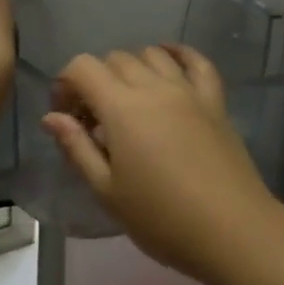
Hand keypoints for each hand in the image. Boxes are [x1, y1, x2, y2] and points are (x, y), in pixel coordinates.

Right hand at [42, 46, 282, 284]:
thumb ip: (77, 148)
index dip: (66, 83)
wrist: (231, 230)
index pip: (83, 67)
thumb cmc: (161, 218)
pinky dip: (178, 54)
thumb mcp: (107, 191)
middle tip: (94, 118)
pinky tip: (169, 61)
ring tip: (129, 100)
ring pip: (152, 55)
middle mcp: (154, 87)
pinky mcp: (214, 100)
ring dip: (132, 67)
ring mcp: (188, 90)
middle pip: (116, 59)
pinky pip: (197, 62)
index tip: (66, 114)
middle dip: (96, 79)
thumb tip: (52, 117)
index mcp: (122, 108)